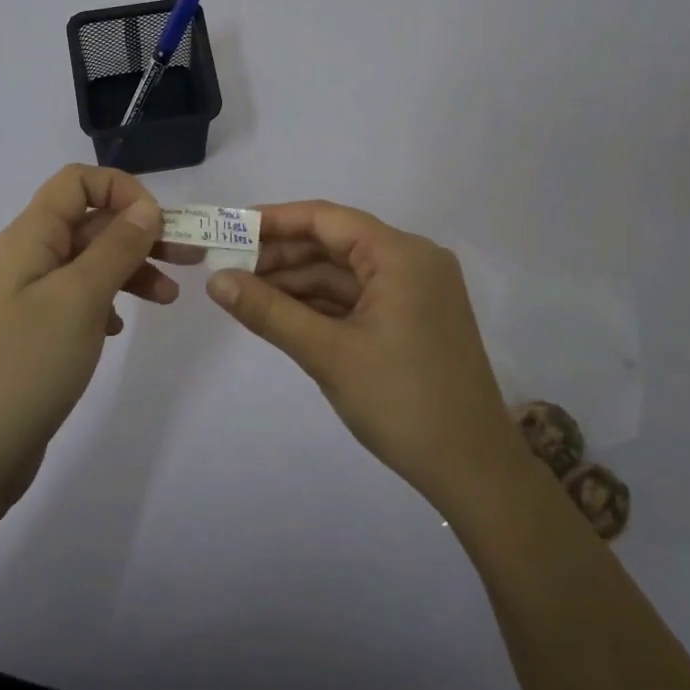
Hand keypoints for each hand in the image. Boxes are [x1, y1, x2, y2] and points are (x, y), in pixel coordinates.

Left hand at [0, 165, 175, 498]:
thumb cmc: (28, 364)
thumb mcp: (81, 297)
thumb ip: (117, 246)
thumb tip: (146, 207)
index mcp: (31, 237)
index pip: (77, 182)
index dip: (121, 190)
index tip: (158, 223)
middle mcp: (29, 257)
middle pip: (90, 222)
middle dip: (141, 232)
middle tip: (190, 257)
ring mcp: (30, 296)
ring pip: (90, 262)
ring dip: (132, 269)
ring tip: (169, 298)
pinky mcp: (36, 331)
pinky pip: (80, 297)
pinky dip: (109, 301)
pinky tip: (120, 327)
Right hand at [205, 201, 518, 512]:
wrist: (474, 471)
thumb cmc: (401, 402)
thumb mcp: (327, 354)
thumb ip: (268, 311)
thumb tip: (215, 280)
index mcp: (401, 254)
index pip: (326, 219)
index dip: (274, 220)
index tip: (228, 228)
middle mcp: (413, 260)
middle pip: (335, 243)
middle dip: (281, 255)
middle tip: (228, 268)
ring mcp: (417, 291)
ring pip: (345, 272)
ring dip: (297, 282)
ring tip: (245, 292)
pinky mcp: (414, 318)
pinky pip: (359, 297)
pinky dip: (321, 303)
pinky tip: (282, 312)